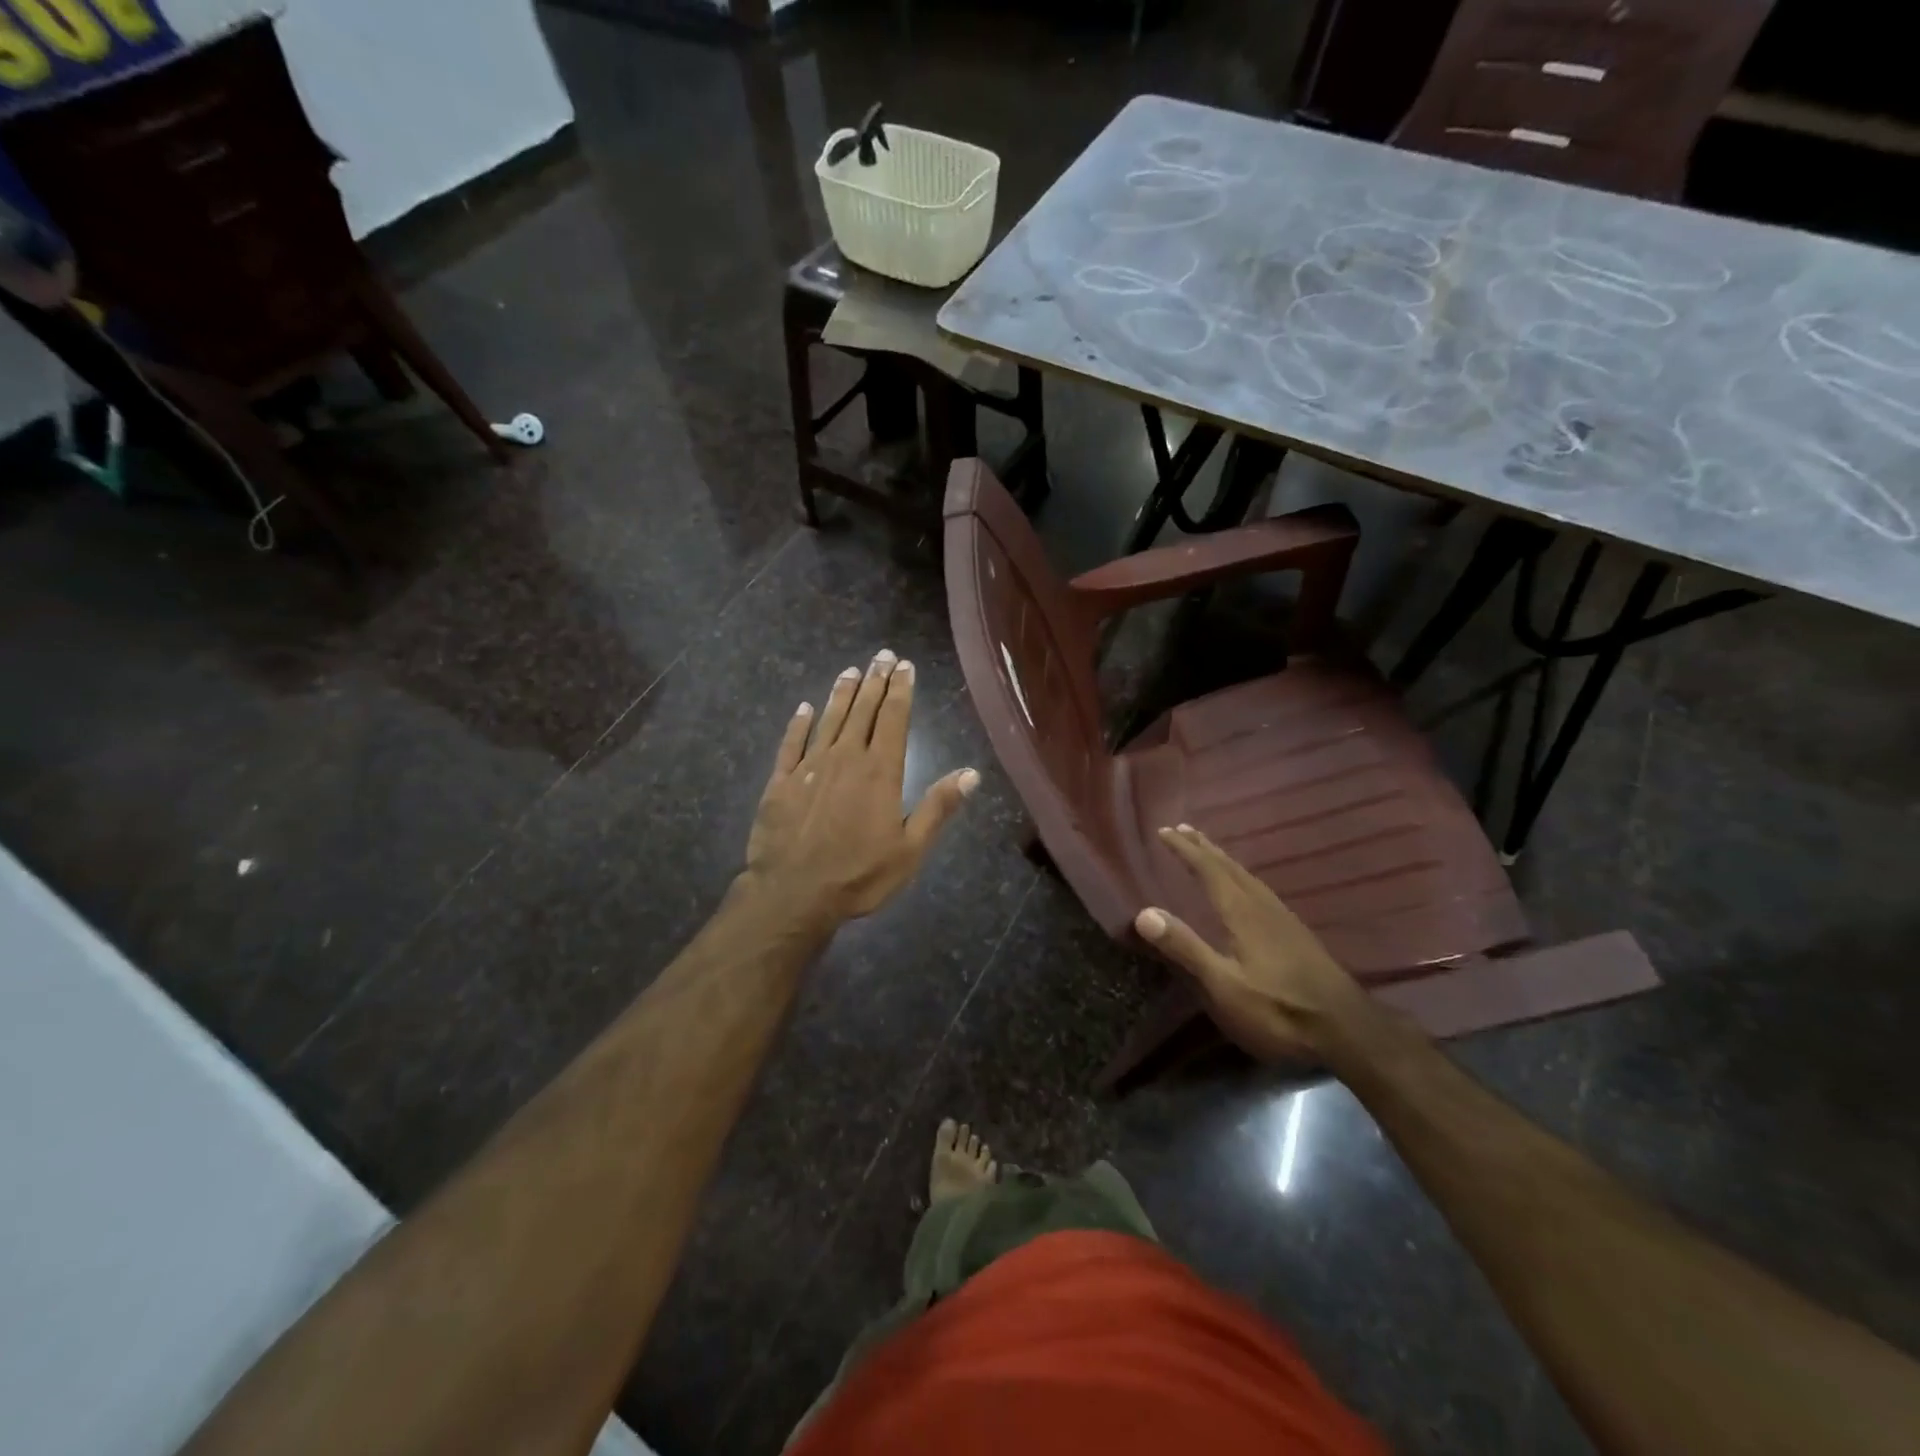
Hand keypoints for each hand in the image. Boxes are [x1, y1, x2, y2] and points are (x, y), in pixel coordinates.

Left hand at [743, 649, 978, 929]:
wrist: (793, 893)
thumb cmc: (859, 875)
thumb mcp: (911, 849)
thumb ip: (938, 807)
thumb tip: (972, 773)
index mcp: (880, 771)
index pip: (893, 719)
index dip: (900, 690)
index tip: (904, 666)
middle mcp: (845, 758)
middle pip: (862, 711)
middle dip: (874, 681)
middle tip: (881, 656)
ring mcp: (809, 767)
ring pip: (829, 719)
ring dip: (841, 694)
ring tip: (851, 670)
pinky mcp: (780, 781)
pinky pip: (791, 743)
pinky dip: (799, 723)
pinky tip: (804, 708)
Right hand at [1134, 825, 1379, 1064]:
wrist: (1348, 1031)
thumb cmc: (1278, 1010)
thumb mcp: (1224, 986)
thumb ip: (1185, 948)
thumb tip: (1144, 912)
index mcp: (1243, 913)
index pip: (1209, 871)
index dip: (1185, 850)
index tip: (1164, 831)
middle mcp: (1263, 907)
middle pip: (1230, 868)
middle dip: (1204, 848)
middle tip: (1183, 828)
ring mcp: (1284, 920)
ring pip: (1248, 878)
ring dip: (1224, 860)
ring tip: (1210, 851)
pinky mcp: (1296, 935)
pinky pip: (1260, 890)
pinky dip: (1242, 878)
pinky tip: (1246, 891)